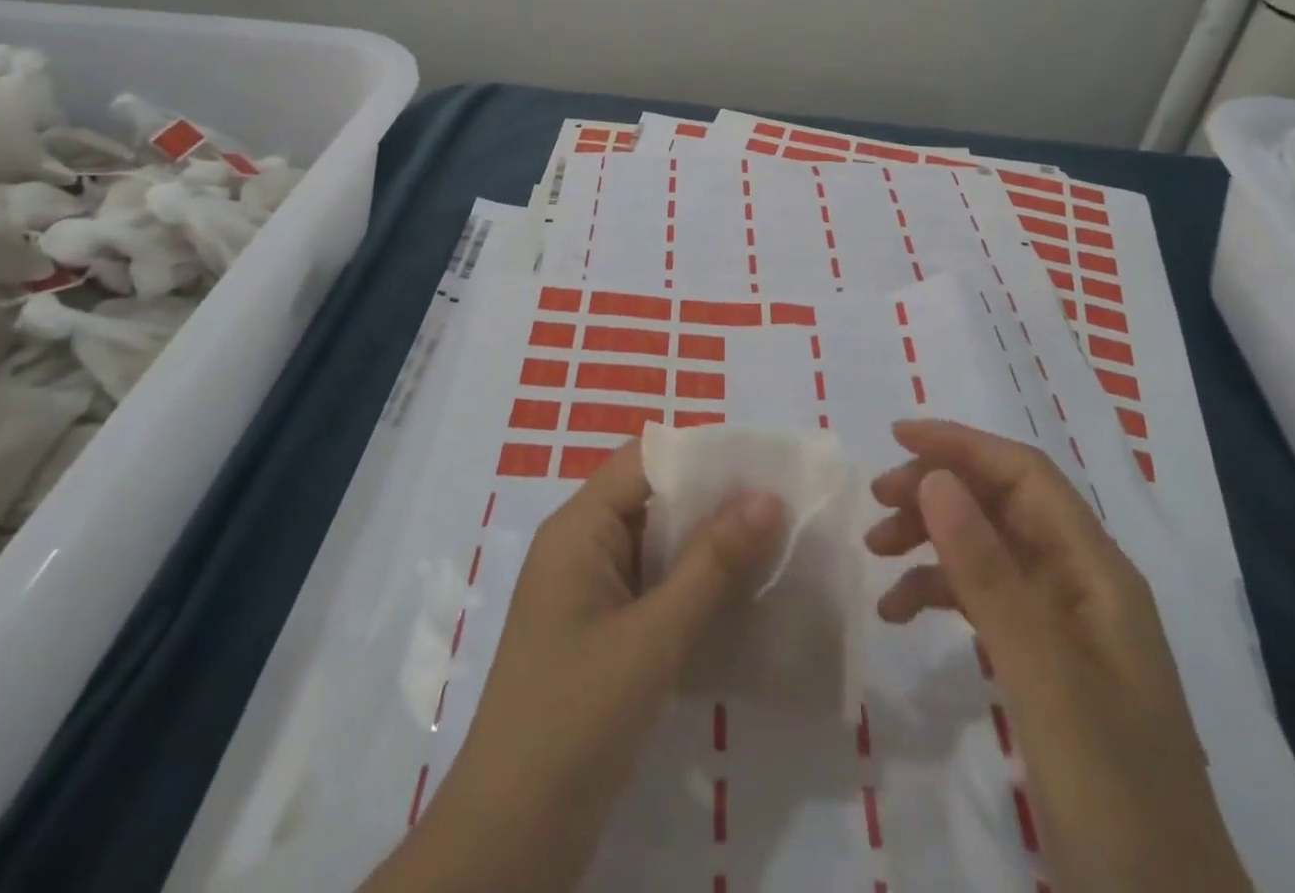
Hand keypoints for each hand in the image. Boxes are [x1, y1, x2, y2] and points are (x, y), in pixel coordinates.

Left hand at [364, 440, 784, 892]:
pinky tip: (740, 602)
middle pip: (653, 499)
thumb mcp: (654, 636)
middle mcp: (580, 547)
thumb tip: (767, 496)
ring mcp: (588, 593)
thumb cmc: (577, 717)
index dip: (702, 454)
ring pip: (656, 546)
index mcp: (578, 528)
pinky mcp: (600, 634)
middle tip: (782, 508)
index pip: (645, 460)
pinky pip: (652, 588)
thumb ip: (712, 564)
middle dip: (714, 502)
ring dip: (708, 548)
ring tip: (775, 547)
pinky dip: (692, 588)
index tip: (764, 465)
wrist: (511, 839)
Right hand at [867, 419, 1253, 892]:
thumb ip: (988, 572)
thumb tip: (935, 477)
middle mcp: (1081, 585)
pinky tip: (898, 611)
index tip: (895, 437)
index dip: (962, 445)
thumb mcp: (1044, 676)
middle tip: (876, 502)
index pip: (1025, 475)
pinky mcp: (1043, 665)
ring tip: (875, 551)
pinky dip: (938, 592)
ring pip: (987, 548)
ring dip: (931, 538)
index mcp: (1097, 572)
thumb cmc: (1113, 792)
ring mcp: (1063, 627)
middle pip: (1001, 504)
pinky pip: (983, 600)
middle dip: (938, 489)